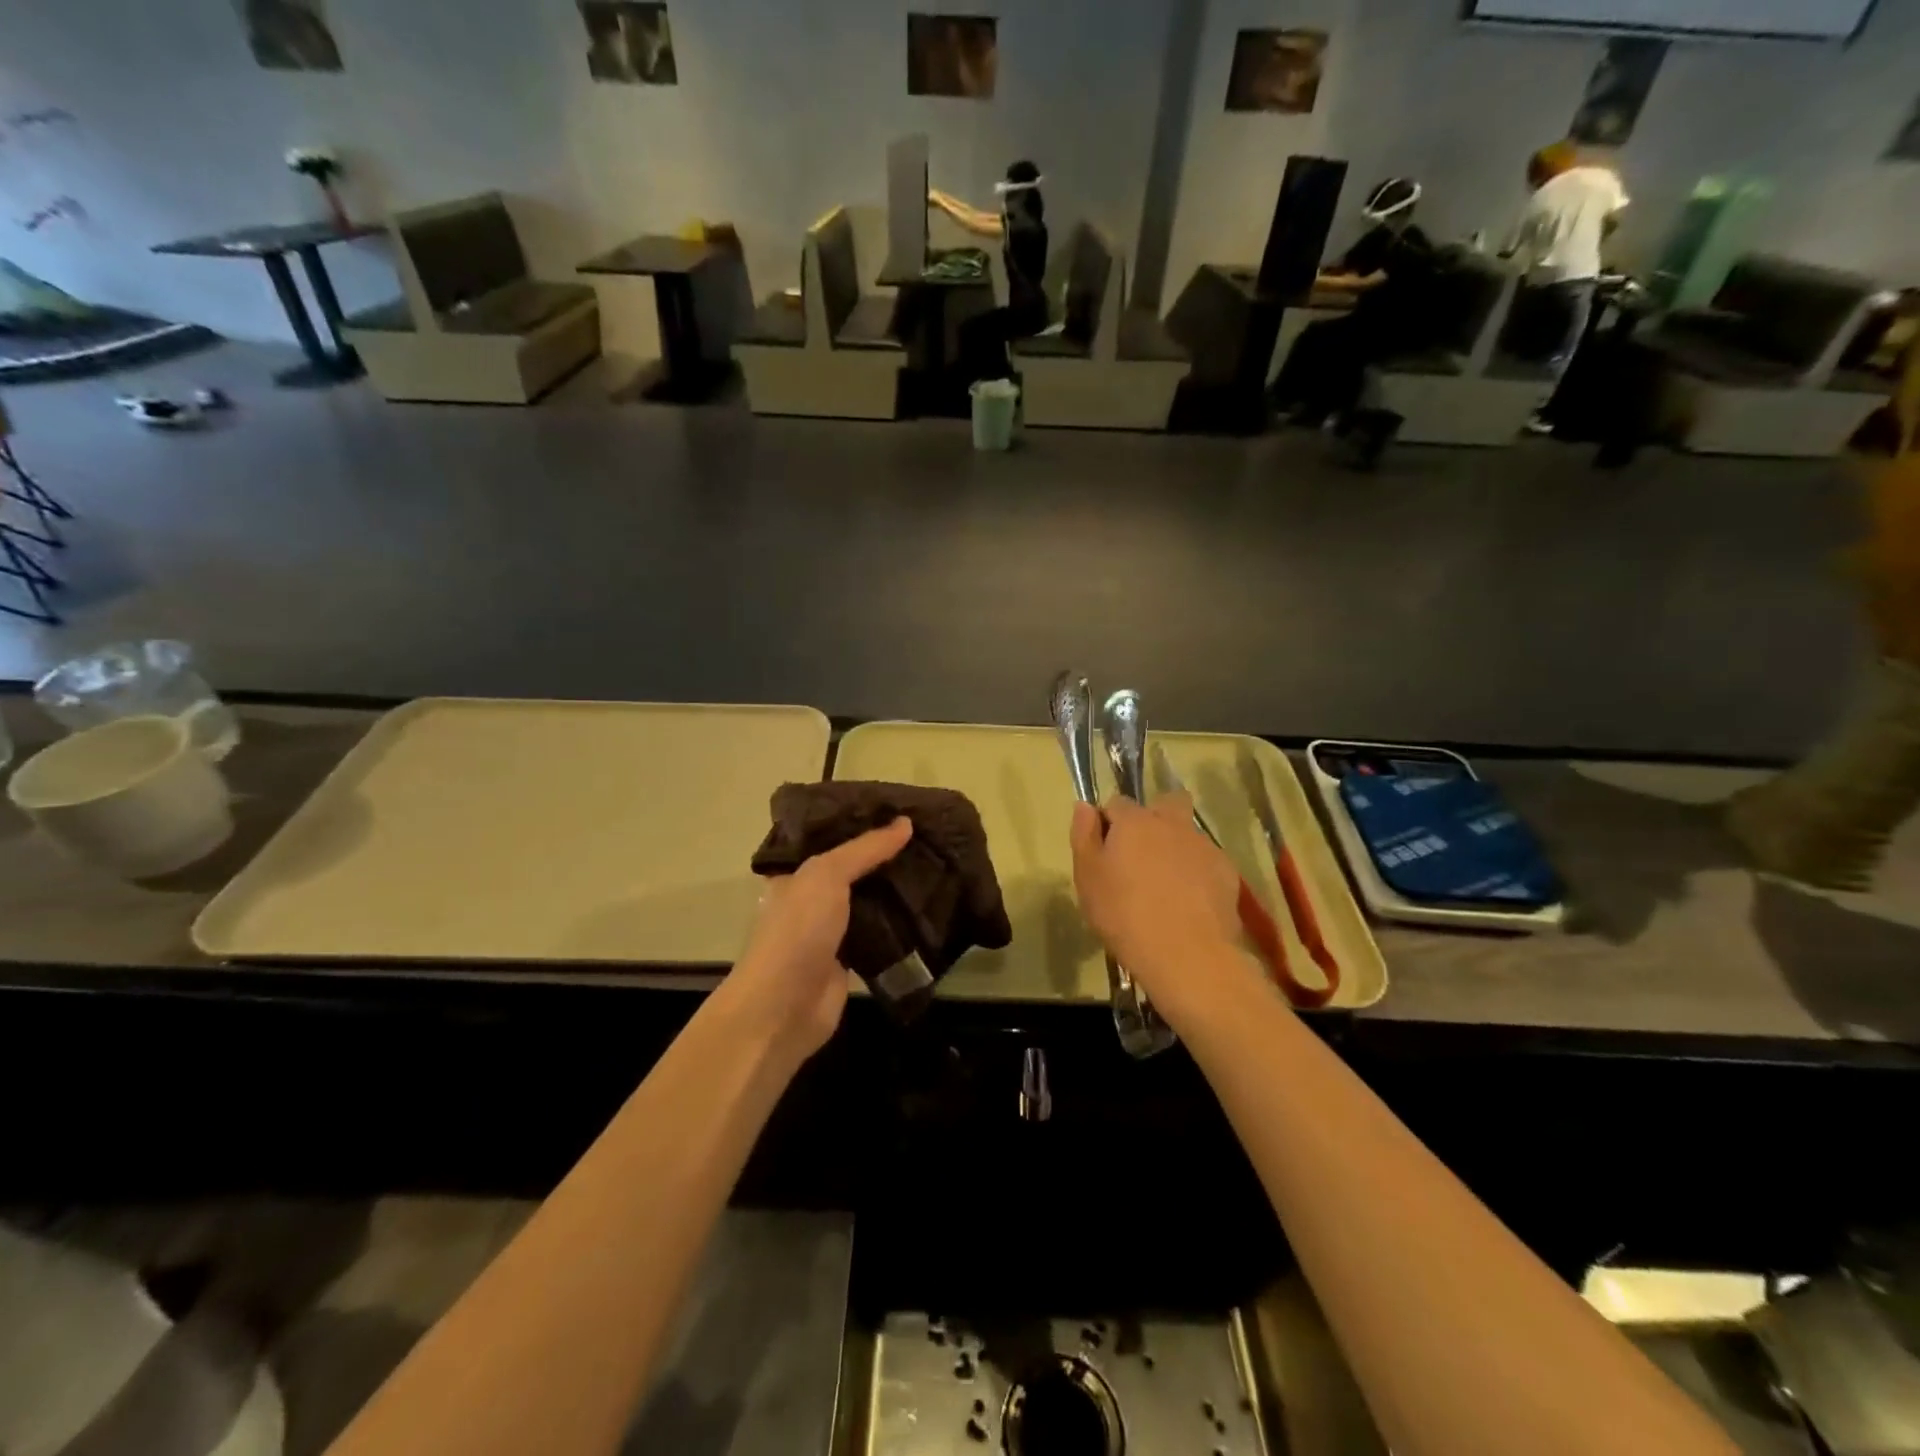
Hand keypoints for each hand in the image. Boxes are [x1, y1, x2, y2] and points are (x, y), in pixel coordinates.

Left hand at [722, 819, 913, 1060]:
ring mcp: (830, 932)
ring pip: (869, 903)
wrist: (784, 1007)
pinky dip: (900, 925)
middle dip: (885, 857)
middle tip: (928, 838)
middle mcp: (811, 900)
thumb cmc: (798, 931)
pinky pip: (879, 934)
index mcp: (796, 874)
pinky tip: (930, 908)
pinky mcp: (850, 961)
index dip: (862, 825)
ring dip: (896, 891)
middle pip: (854, 871)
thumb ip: (865, 849)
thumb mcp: (827, 875)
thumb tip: (906, 823)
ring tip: (936, 866)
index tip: (901, 811)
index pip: (832, 839)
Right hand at [1069, 793, 1262, 1032]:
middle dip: (1154, 818)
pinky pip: (1206, 861)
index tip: (1104, 852)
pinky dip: (1196, 872)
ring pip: (1187, 834)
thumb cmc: (1124, 915)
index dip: (1109, 823)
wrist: (1187, 955)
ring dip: (1175, 848)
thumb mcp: (1087, 878)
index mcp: (1135, 821)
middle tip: (1141, 855)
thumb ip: (1084, 836)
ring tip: (1165, 886)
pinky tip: (1188, 902)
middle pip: (1166, 803)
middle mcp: (1172, 824)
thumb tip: (1084, 806)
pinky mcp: (1227, 872)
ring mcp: (1204, 846)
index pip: (1117, 803)